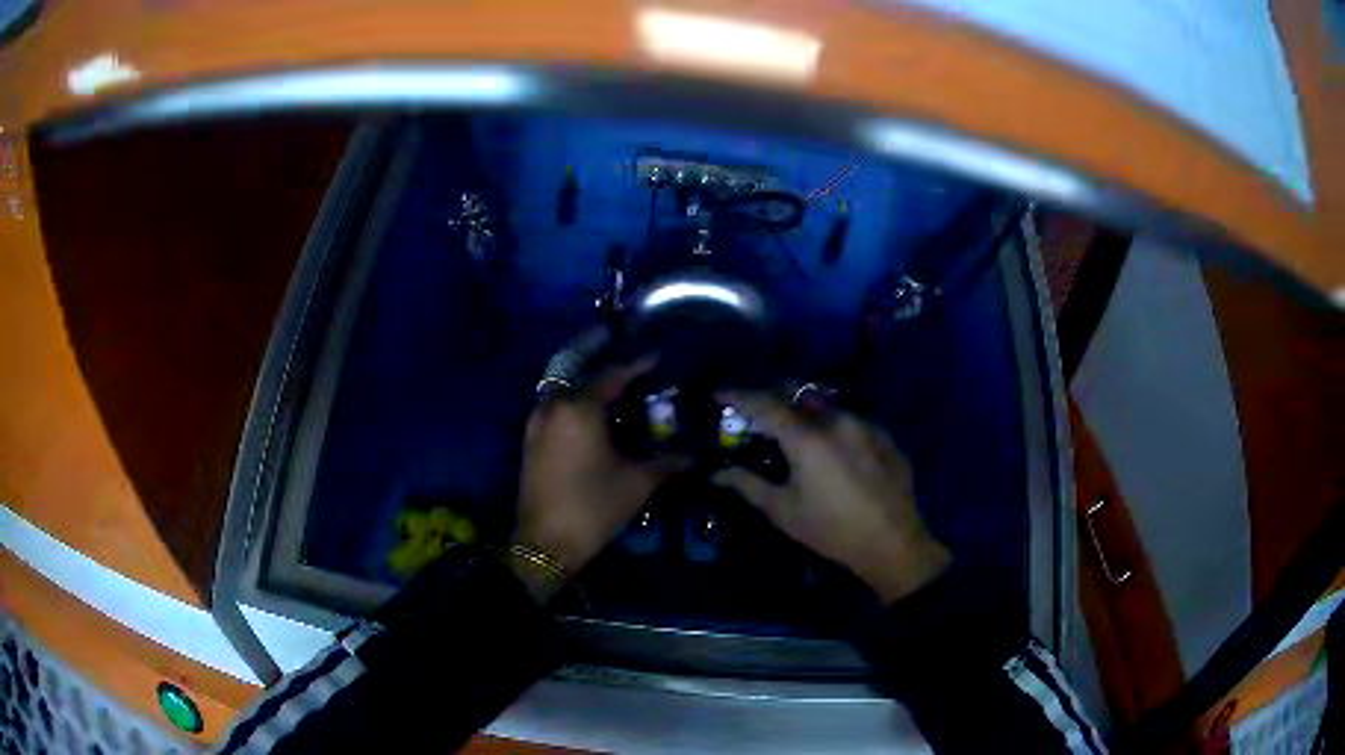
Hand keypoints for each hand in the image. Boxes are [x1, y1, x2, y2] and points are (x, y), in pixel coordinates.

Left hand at [514, 358, 684, 598]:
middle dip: (591, 346)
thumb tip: (696, 454)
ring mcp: (537, 420)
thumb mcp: (638, 483)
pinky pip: (552, 400)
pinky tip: (587, 401)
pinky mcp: (531, 437)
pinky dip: (568, 390)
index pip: (612, 374)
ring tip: (602, 365)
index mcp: (580, 408)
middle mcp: (554, 405)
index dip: (637, 363)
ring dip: (577, 369)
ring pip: (557, 381)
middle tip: (610, 332)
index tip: (657, 353)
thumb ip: (668, 461)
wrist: (544, 542)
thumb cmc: (593, 507)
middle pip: (571, 364)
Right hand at [713, 392, 950, 604]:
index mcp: (807, 437)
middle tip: (753, 407)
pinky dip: (829, 419)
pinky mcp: (883, 433)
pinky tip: (827, 442)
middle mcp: (835, 418)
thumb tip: (716, 473)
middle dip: (769, 391)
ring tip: (789, 423)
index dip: (738, 394)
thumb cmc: (831, 531)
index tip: (719, 394)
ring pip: (824, 400)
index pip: (764, 403)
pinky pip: (848, 415)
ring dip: (800, 405)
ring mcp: (863, 422)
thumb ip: (748, 484)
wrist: (893, 543)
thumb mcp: (784, 511)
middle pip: (795, 389)